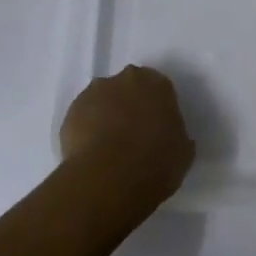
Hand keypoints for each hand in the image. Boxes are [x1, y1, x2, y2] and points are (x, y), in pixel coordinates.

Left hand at [59, 66, 195, 211]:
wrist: (110, 177)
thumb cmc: (156, 162)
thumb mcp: (183, 151)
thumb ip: (177, 135)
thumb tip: (171, 136)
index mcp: (156, 83)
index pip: (158, 88)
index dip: (156, 108)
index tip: (156, 128)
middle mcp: (125, 79)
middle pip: (127, 88)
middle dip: (129, 105)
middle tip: (132, 135)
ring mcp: (95, 92)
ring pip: (102, 100)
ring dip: (105, 115)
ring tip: (108, 147)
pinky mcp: (71, 111)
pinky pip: (83, 117)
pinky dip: (86, 129)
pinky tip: (92, 153)